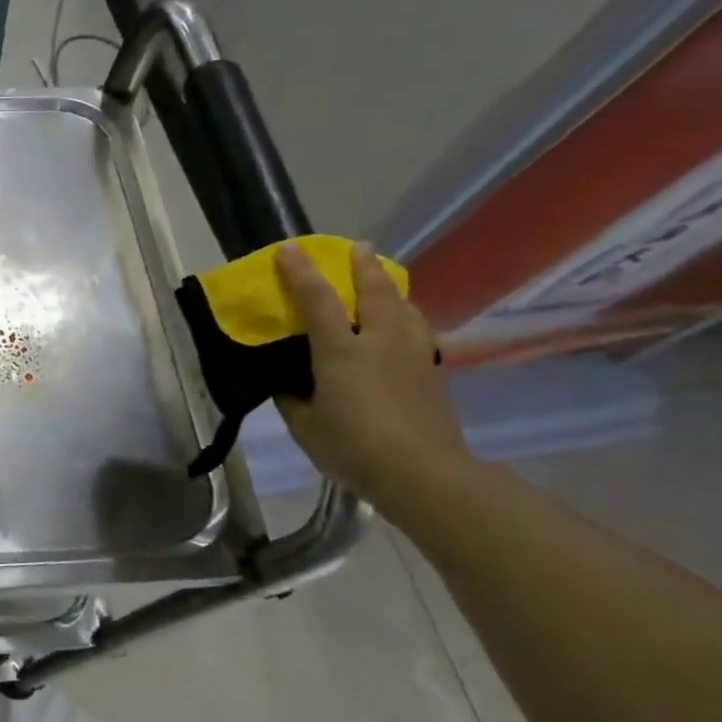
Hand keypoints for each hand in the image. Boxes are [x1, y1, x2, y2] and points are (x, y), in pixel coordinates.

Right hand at [274, 241, 472, 512]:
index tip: (289, 248)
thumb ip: (293, 397)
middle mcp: (380, 342)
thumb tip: (289, 383)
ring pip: (405, 308)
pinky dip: (407, 317)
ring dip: (391, 288)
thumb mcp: (305, 425)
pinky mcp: (432, 374)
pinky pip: (418, 331)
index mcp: (341, 351)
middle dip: (363, 266)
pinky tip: (404, 325)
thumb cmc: (353, 447)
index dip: (301, 272)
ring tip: (384, 280)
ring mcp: (412, 356)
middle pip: (375, 292)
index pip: (318, 300)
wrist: (423, 473)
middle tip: (358, 247)